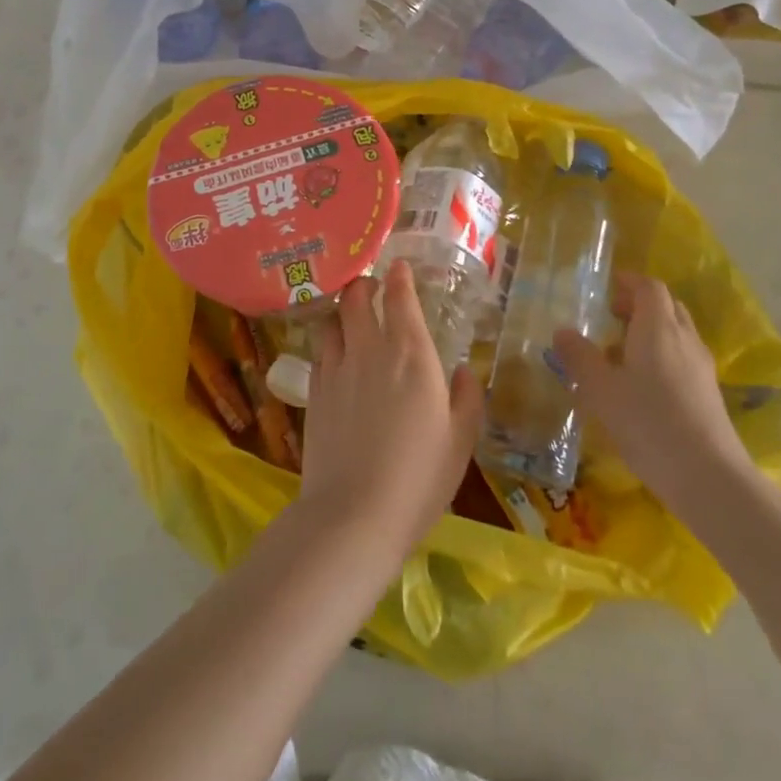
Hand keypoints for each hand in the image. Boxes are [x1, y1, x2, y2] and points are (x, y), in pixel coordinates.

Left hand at [298, 260, 482, 557]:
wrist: (354, 514)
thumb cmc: (419, 477)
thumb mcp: (461, 440)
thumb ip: (467, 398)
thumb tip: (463, 370)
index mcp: (411, 354)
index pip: (400, 297)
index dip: (399, 276)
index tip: (399, 267)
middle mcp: (370, 349)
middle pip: (356, 297)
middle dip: (363, 283)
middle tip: (372, 287)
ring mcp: (336, 369)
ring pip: (331, 319)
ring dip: (341, 311)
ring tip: (350, 318)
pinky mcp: (313, 392)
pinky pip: (318, 351)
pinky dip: (328, 342)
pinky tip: (336, 356)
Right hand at [554, 273, 760, 527]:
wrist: (708, 477)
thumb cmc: (648, 423)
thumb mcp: (600, 390)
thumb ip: (579, 357)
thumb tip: (562, 331)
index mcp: (658, 328)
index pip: (649, 287)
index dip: (628, 282)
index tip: (606, 287)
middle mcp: (684, 339)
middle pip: (666, 306)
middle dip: (639, 305)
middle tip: (610, 317)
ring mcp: (701, 367)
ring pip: (676, 333)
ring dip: (650, 332)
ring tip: (619, 353)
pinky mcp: (708, 394)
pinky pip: (682, 358)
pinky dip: (661, 356)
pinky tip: (641, 386)